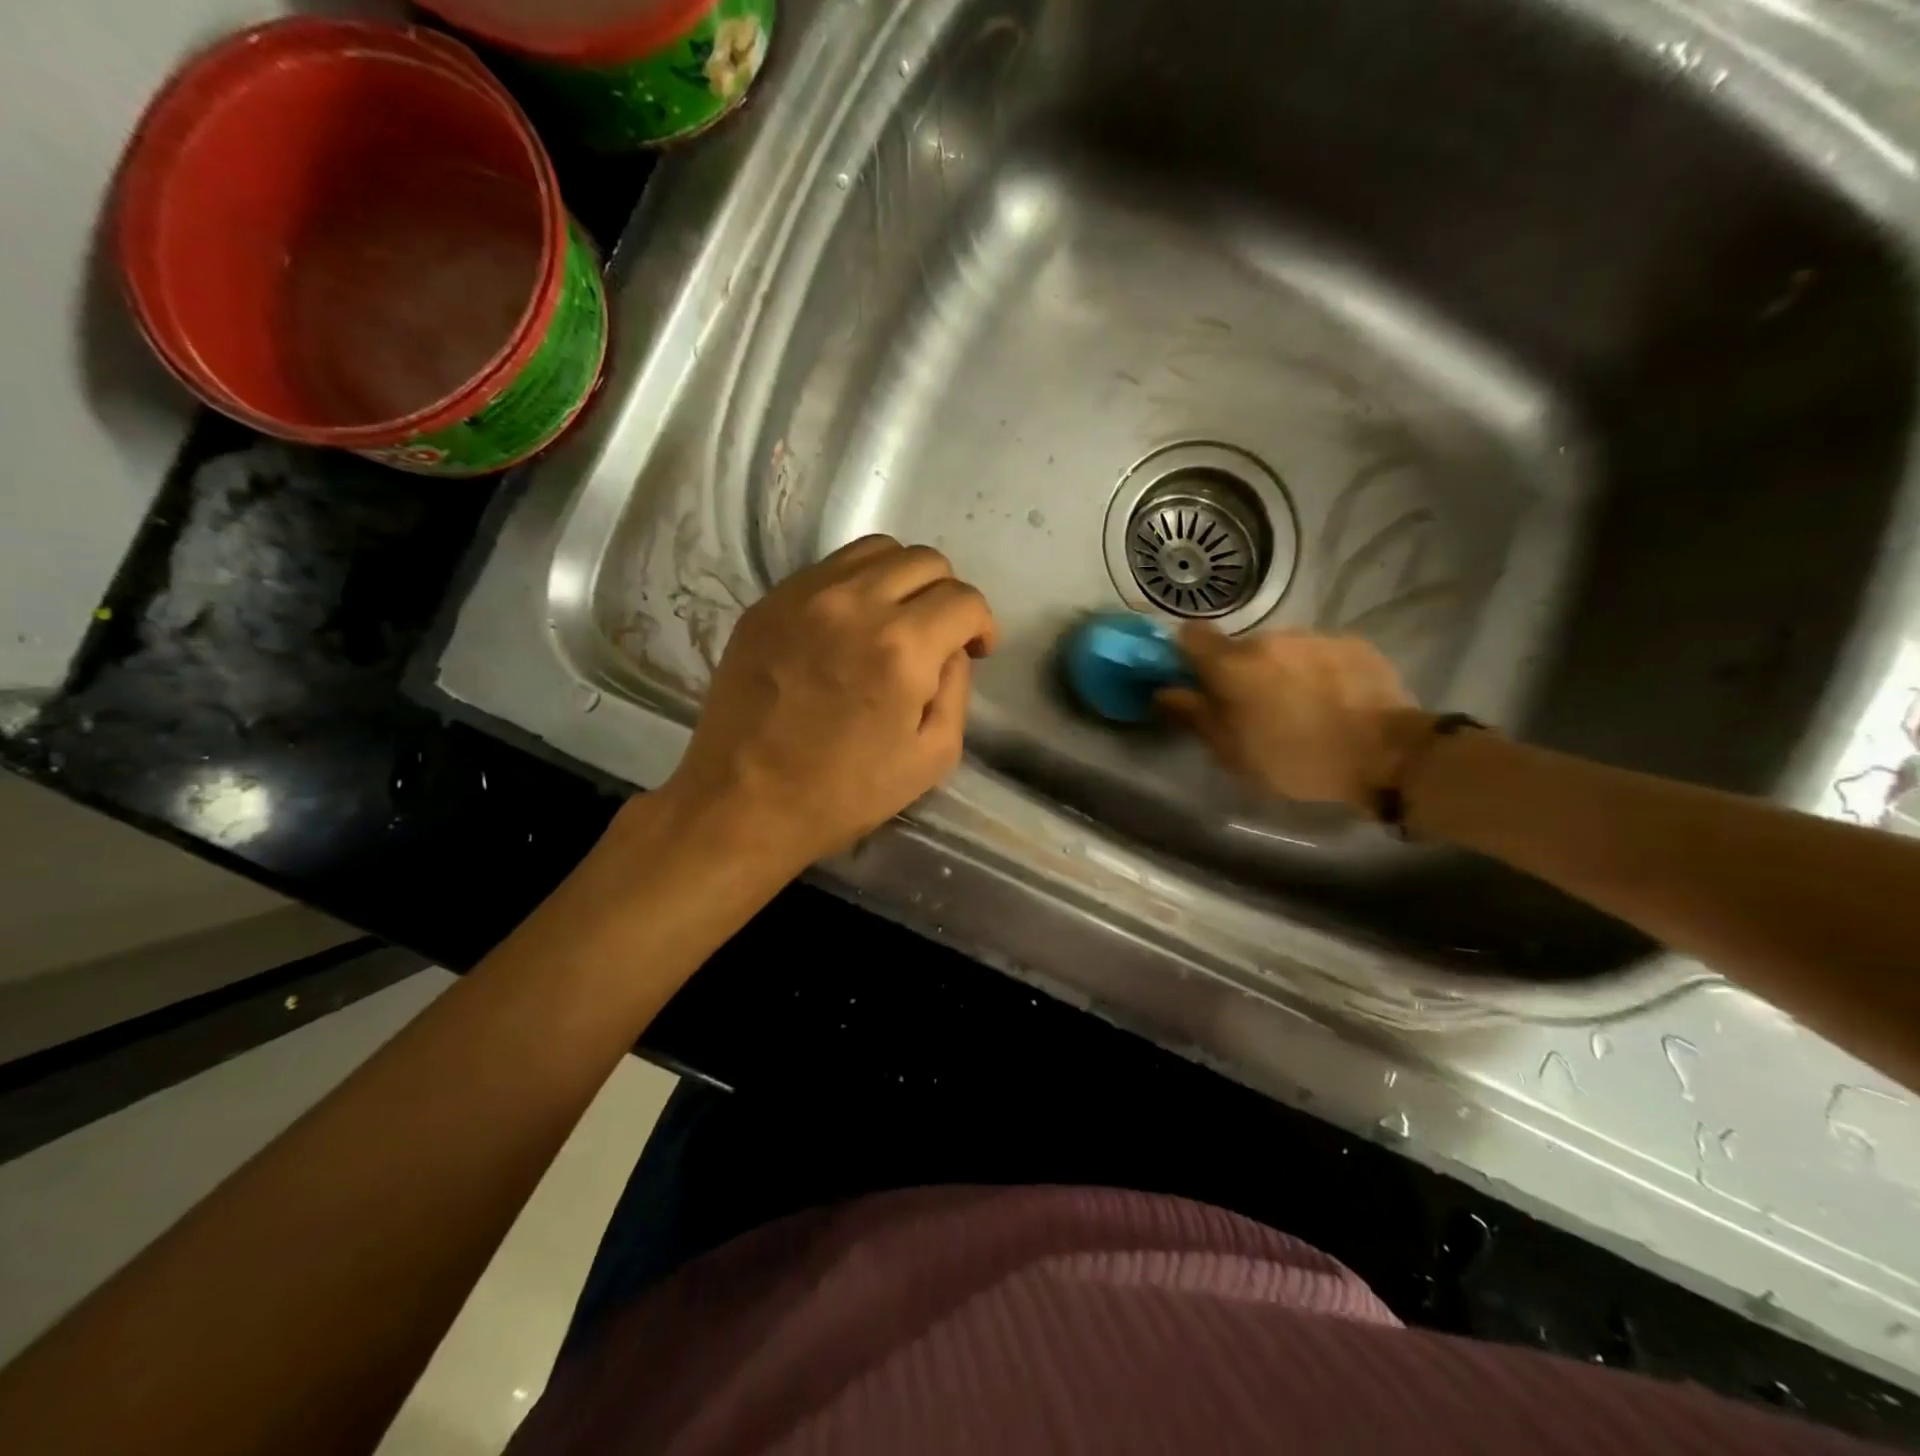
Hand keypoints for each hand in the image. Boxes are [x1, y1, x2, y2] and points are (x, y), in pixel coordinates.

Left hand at [656, 536, 996, 868]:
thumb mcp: (932, 758)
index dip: (982, 624)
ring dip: (903, 579)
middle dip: (947, 595)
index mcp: (902, 648)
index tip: (976, 649)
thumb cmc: (843, 794)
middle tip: (939, 636)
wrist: (742, 803)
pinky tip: (849, 626)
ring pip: (876, 550)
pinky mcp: (768, 601)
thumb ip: (957, 690)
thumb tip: (951, 650)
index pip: (964, 599)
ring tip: (896, 620)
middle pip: (925, 560)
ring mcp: (804, 596)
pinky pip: (829, 568)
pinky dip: (856, 585)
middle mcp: (855, 604)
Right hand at [1157, 625, 1426, 811]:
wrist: (1387, 756)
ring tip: (1299, 706)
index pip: (1191, 636)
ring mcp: (1314, 637)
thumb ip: (1193, 716)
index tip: (1194, 678)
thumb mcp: (1232, 752)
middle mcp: (1269, 639)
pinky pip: (1318, 653)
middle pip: (1240, 648)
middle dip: (1240, 671)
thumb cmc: (1296, 761)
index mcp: (1233, 665)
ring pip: (1281, 649)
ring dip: (1280, 670)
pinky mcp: (1352, 643)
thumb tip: (1162, 692)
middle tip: (1254, 708)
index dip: (1187, 653)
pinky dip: (1316, 671)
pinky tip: (1331, 699)